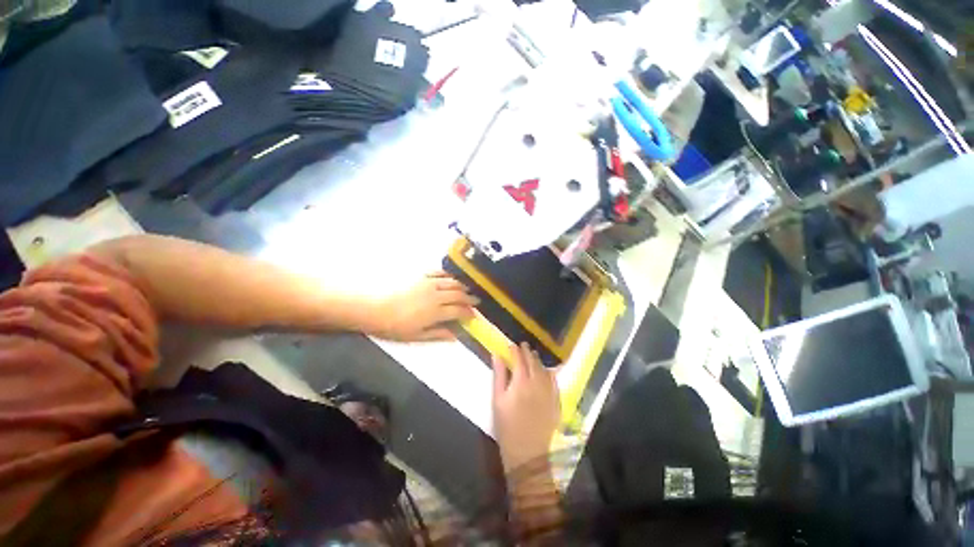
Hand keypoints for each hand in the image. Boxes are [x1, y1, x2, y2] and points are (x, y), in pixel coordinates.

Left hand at [373, 272, 478, 341]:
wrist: (372, 307)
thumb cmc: (394, 326)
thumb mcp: (416, 337)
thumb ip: (438, 335)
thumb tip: (455, 336)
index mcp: (436, 312)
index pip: (459, 310)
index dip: (469, 313)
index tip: (474, 315)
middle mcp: (436, 295)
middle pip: (458, 295)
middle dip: (469, 298)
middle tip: (475, 301)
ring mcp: (428, 283)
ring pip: (452, 282)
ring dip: (462, 286)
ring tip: (466, 290)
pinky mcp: (420, 275)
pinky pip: (439, 273)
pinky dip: (448, 275)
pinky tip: (451, 277)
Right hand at [492, 343, 560, 472]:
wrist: (528, 453)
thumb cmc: (507, 426)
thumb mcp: (497, 400)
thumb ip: (499, 375)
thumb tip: (497, 355)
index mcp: (521, 381)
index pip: (519, 358)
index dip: (515, 350)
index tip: (511, 345)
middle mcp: (537, 382)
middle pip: (533, 361)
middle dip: (527, 351)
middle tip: (523, 345)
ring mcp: (549, 391)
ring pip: (544, 369)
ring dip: (538, 360)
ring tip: (533, 355)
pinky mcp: (555, 401)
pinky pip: (554, 381)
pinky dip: (549, 372)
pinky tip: (546, 371)